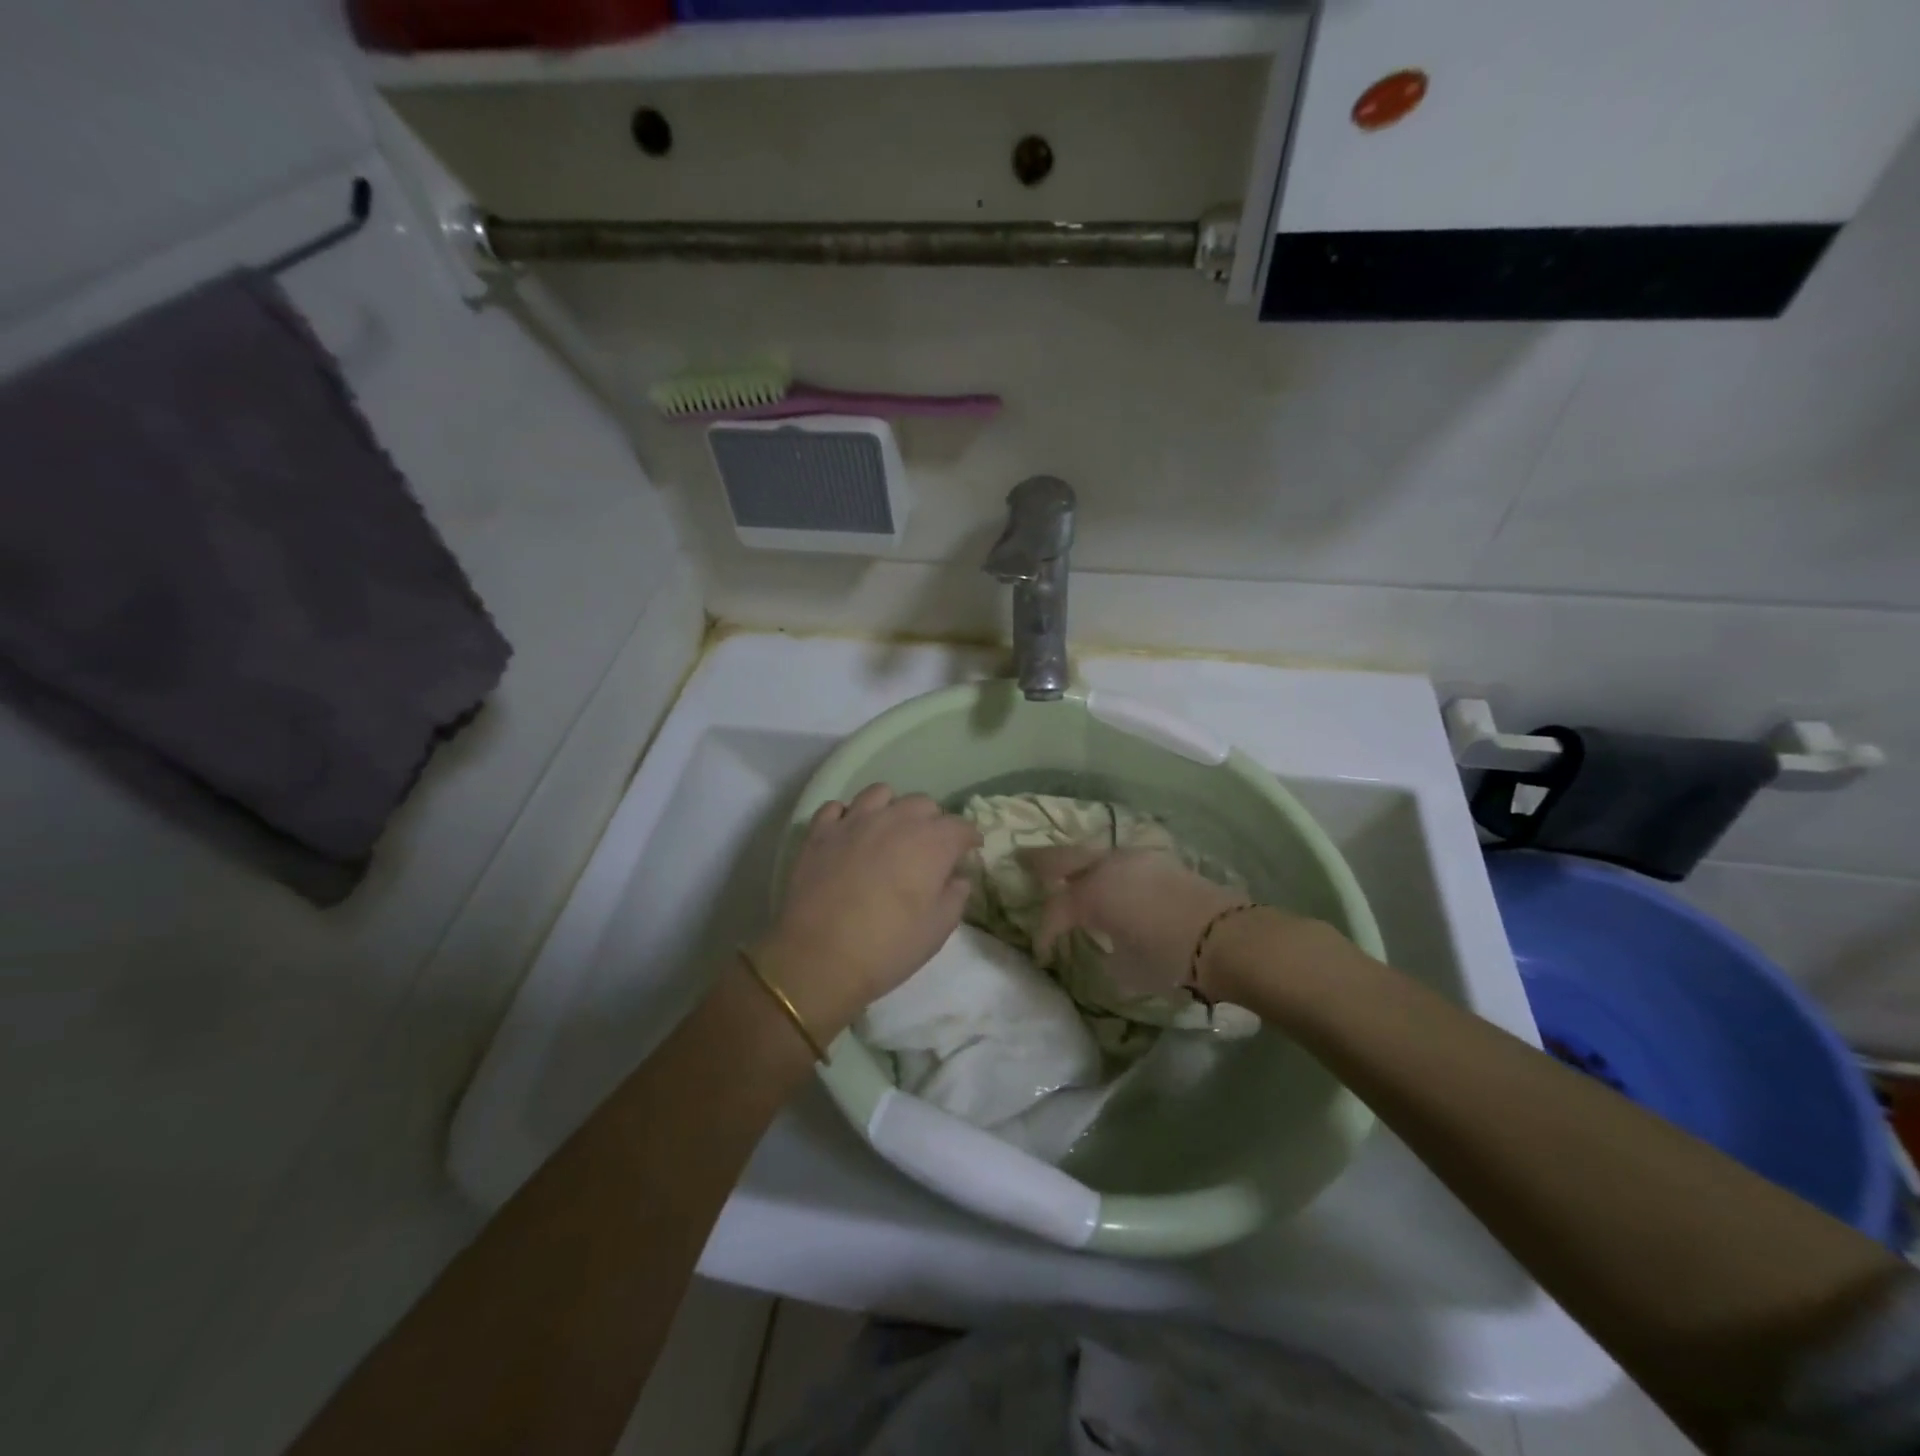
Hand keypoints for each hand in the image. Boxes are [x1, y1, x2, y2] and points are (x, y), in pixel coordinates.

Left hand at [760, 784, 981, 1034]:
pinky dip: (847, 815)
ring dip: (892, 808)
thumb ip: (955, 896)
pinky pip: (837, 807)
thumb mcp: (937, 930)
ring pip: (880, 793)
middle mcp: (896, 820)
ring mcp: (854, 821)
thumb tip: (957, 877)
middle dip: (933, 821)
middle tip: (929, 848)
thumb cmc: (888, 947)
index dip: (968, 838)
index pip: (960, 826)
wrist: (819, 957)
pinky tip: (849, 833)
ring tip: (889, 831)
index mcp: (932, 843)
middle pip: (923, 804)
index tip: (969, 850)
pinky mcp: (820, 831)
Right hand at [1024, 845, 1250, 999]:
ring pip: (1094, 853)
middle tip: (1023, 862)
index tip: (1043, 952)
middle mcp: (1106, 867)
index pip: (1055, 911)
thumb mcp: (1127, 969)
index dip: (1044, 933)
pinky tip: (1112, 881)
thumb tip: (1106, 943)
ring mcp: (1134, 858)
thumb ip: (1107, 952)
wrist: (1226, 937)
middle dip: (1040, 862)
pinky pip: (1121, 860)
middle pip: (1062, 857)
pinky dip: (1107, 867)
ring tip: (1071, 875)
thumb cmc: (1169, 957)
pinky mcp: (1159, 859)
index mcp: (1091, 895)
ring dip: (1078, 863)